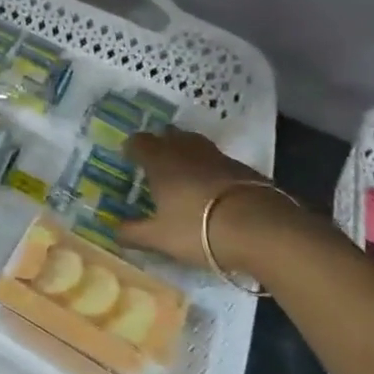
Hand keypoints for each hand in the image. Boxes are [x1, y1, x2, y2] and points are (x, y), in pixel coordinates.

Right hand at [119, 128, 299, 275]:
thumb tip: (113, 230)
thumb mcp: (159, 238)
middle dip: (160, 143)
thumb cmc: (198, 229)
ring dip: (186, 150)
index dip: (132, 147)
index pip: (139, 142)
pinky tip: (213, 186)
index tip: (128, 157)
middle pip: (168, 135)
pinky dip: (210, 167)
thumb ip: (133, 233)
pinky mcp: (243, 168)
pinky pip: (218, 160)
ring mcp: (217, 156)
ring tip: (183, 168)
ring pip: (195, 143)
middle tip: (155, 160)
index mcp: (160, 161)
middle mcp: (186, 151)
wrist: (261, 228)